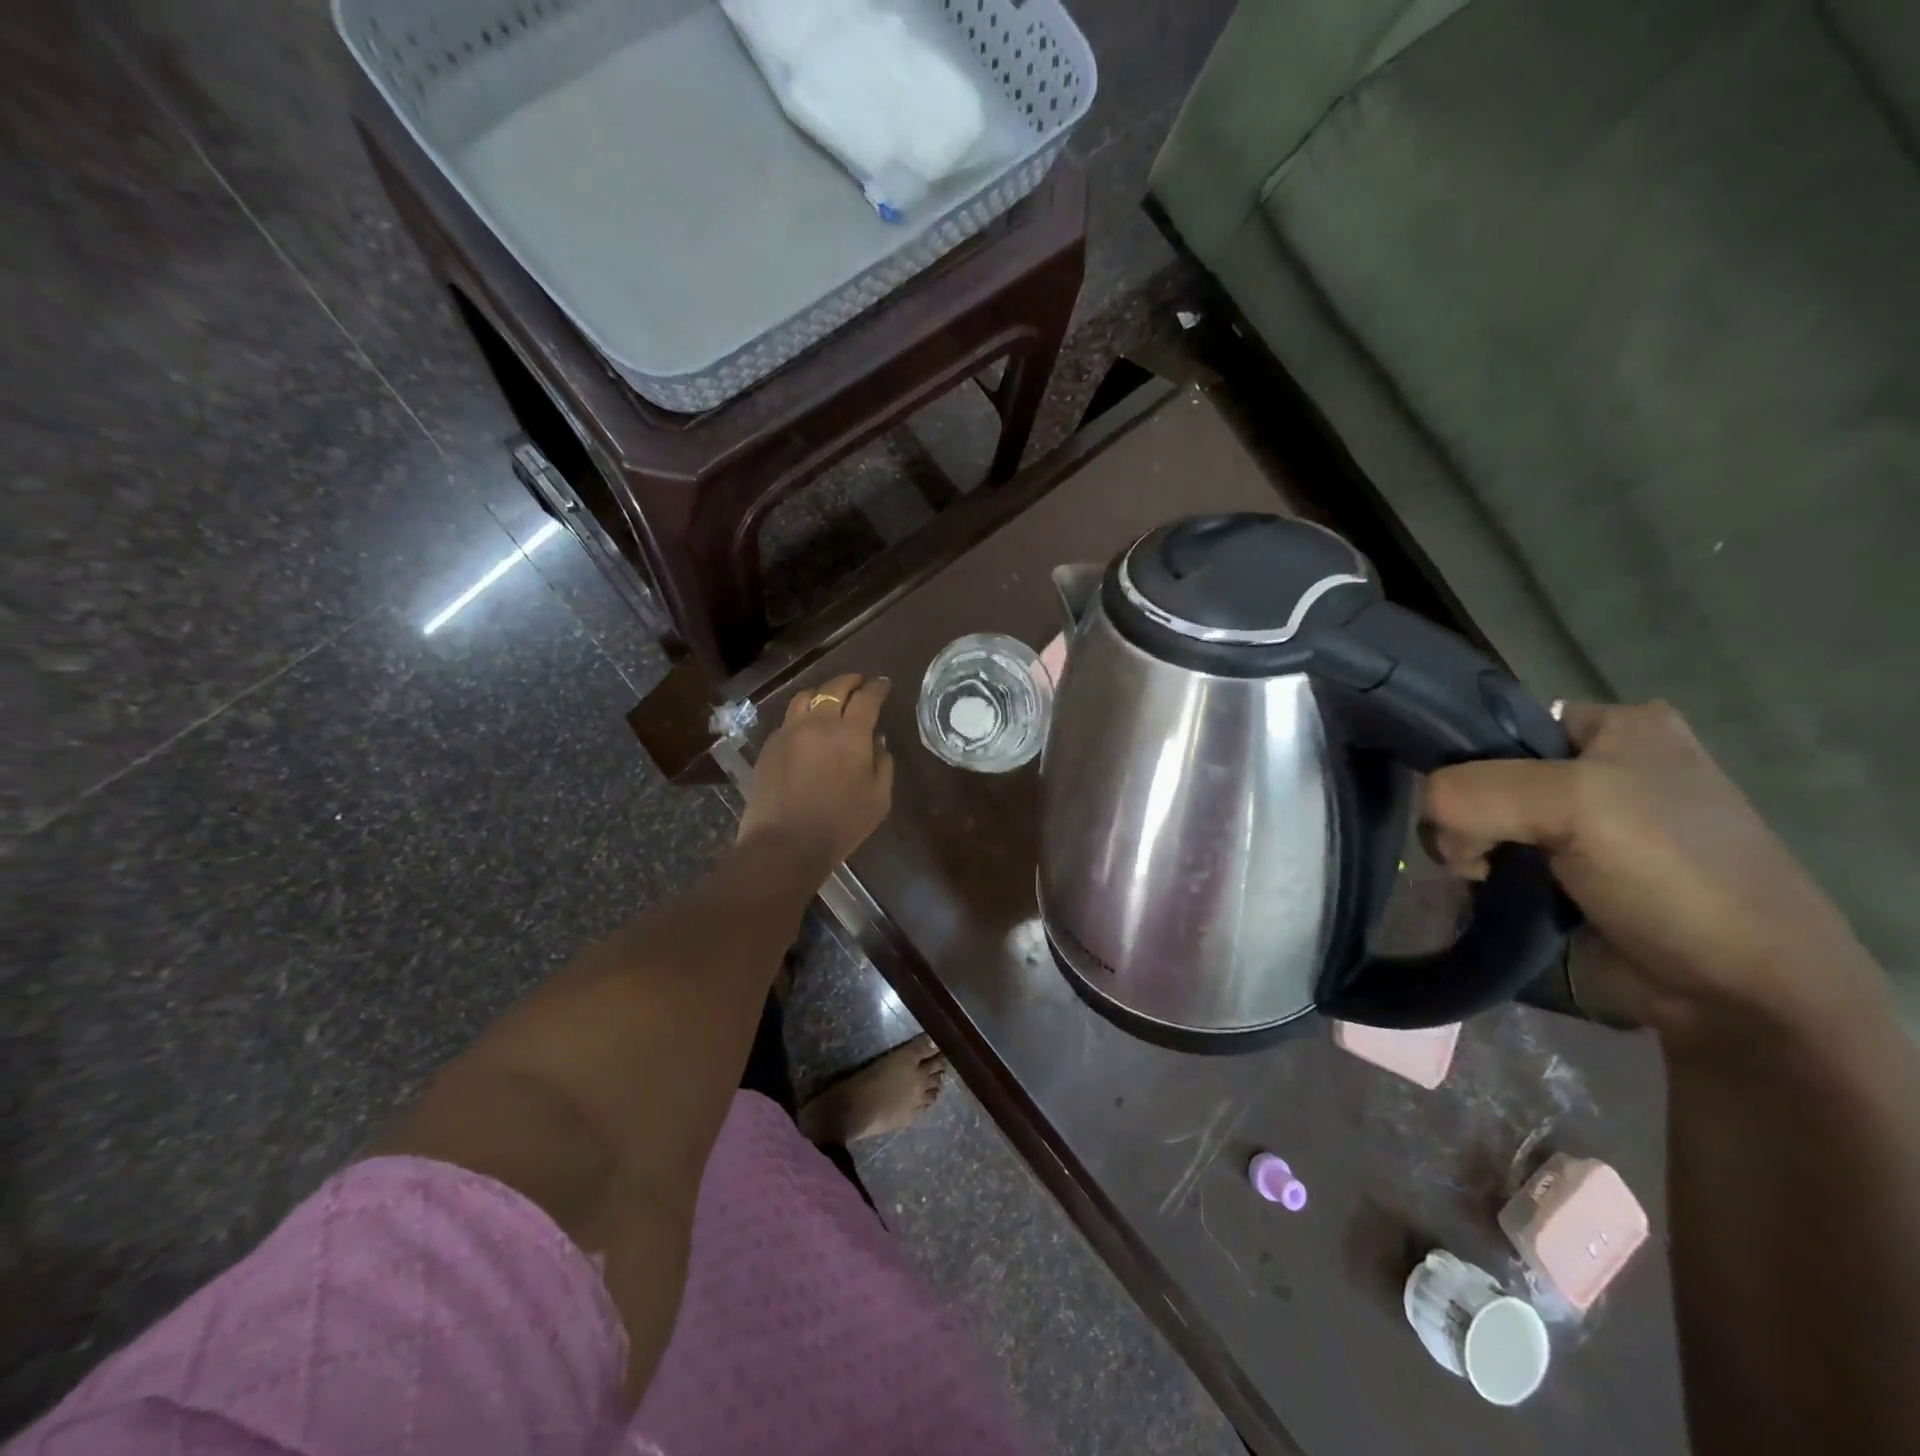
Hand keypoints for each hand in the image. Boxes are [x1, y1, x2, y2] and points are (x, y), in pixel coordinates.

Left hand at [737, 674, 894, 872]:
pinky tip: (807, 728)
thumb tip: (877, 741)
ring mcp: (789, 732)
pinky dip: (802, 715)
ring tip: (829, 698)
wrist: (785, 843)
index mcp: (851, 734)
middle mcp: (819, 723)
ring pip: (805, 697)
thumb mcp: (879, 799)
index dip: (877, 687)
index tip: (883, 683)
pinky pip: (789, 719)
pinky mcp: (770, 746)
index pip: (867, 698)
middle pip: (834, 688)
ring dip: (822, 692)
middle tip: (860, 682)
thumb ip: (883, 764)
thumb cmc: (841, 824)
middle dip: (850, 680)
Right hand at [1423, 701, 1891, 1054]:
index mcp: (1617, 727)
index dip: (1464, 757)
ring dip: (1468, 851)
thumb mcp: (1571, 804)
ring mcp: (1583, 826)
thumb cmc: (1672, 874)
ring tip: (1485, 879)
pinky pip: (1495, 859)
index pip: (1501, 721)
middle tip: (1477, 853)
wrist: (1739, 993)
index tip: (1456, 800)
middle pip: (1484, 774)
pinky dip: (1479, 876)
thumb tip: (1429, 821)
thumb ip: (1471, 792)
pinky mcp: (1567, 875)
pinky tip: (1487, 892)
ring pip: (1482, 820)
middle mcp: (1599, 767)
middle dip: (1464, 815)